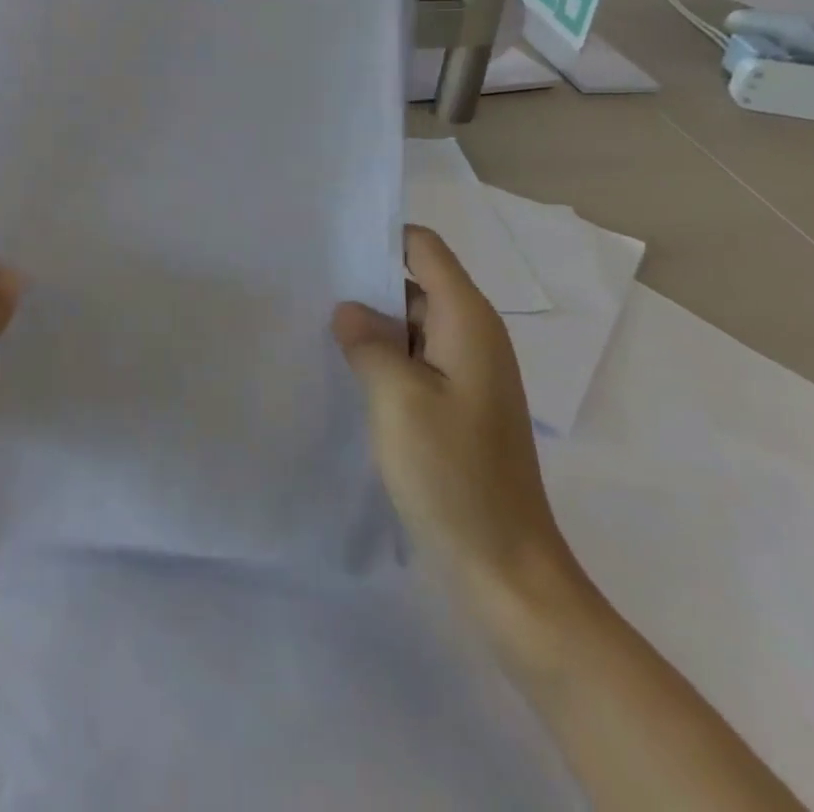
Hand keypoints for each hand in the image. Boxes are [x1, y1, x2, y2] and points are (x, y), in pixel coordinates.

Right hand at [334, 226, 576, 617]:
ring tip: (313, 325)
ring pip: (411, 325)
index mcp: (468, 321)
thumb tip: (348, 310)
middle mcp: (473, 337)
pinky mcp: (456, 408)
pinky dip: (382, 359)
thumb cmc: (454, 478)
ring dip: (370, 325)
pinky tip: (342, 372)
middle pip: (415, 283)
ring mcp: (466, 375)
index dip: (380, 237)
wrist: (506, 575)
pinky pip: (415, 362)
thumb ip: (368, 343)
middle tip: (307, 286)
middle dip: (366, 282)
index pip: (424, 248)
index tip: (329, 243)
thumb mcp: (398, 400)